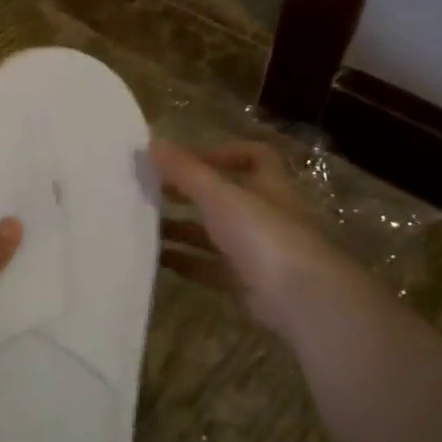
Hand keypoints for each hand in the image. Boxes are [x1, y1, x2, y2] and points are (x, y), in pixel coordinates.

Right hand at [151, 139, 362, 339]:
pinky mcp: (245, 283)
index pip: (254, 157)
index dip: (222, 153)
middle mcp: (263, 215)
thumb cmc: (263, 235)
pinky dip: (184, 261)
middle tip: (151, 192)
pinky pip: (208, 267)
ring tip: (142, 225)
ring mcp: (256, 251)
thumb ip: (186, 171)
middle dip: (188, 193)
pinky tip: (155, 260)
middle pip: (224, 196)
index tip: (186, 160)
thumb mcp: (220, 195)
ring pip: (213, 234)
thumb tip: (151, 142)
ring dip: (181, 228)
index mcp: (267, 186)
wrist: (299, 299)